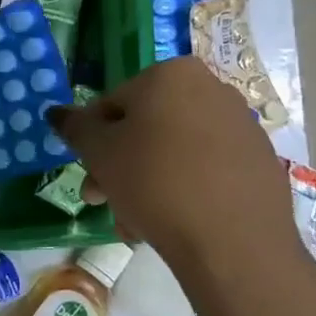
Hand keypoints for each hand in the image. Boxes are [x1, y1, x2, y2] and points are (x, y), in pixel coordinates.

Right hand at [48, 56, 308, 283]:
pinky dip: (184, 190)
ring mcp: (241, 125)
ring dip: (147, 183)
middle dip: (120, 166)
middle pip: (146, 128)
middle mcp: (211, 88)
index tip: (89, 174)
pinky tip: (172, 223)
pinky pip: (207, 170)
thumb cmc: (155, 182)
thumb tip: (56, 112)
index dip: (93, 141)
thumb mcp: (98, 152)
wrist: (233, 241)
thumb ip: (75, 127)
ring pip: (175, 151)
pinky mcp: (260, 161)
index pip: (112, 103)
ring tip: (135, 224)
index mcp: (170, 74)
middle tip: (103, 201)